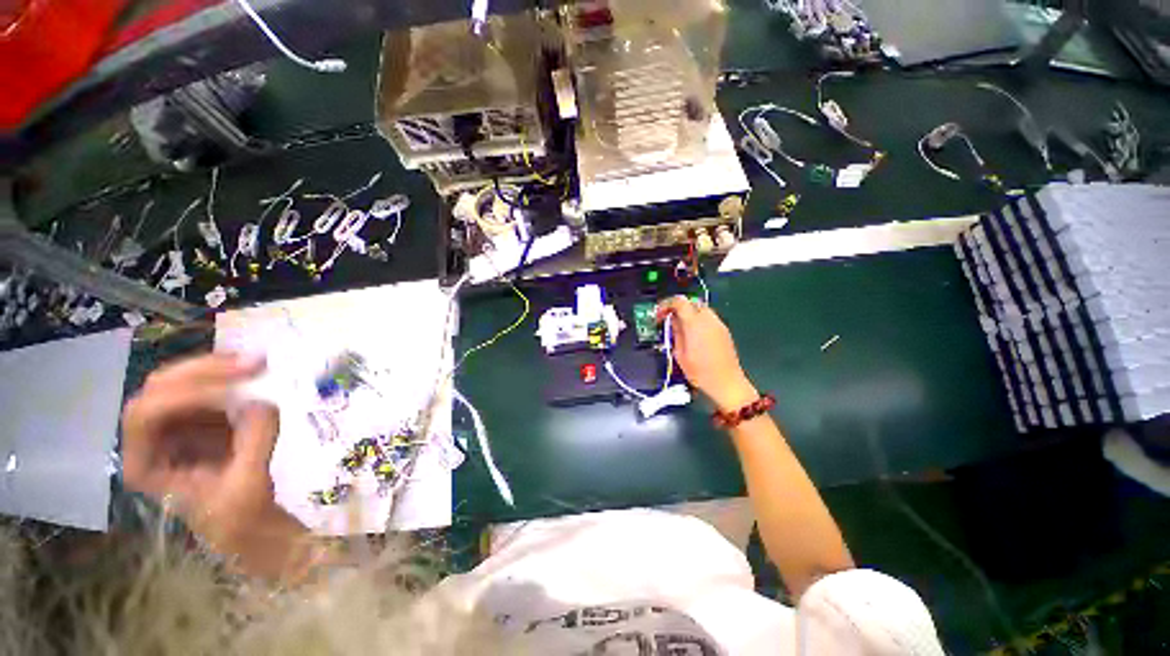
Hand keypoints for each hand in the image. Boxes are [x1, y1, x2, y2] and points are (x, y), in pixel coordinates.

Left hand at [121, 353, 284, 551]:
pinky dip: (231, 377)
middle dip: (204, 371)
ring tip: (259, 365)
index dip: (184, 396)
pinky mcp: (202, 420)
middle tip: (253, 364)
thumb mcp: (248, 486)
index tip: (236, 392)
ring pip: (183, 381)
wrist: (248, 524)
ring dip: (219, 369)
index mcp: (146, 463)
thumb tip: (263, 402)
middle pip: (161, 388)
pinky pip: (208, 388)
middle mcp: (152, 438)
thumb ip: (254, 443)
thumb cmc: (239, 517)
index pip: (146, 414)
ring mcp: (176, 427)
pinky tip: (254, 375)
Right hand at [657, 296, 758, 411]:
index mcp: (694, 323)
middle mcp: (708, 319)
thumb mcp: (680, 354)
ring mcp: (718, 324)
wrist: (727, 383)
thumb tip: (672, 321)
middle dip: (678, 308)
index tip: (659, 315)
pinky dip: (698, 320)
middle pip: (691, 302)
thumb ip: (675, 333)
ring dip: (688, 313)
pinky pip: (708, 318)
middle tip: (668, 320)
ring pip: (700, 309)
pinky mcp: (724, 330)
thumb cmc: (700, 371)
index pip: (679, 301)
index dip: (666, 304)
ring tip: (680, 328)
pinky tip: (693, 334)